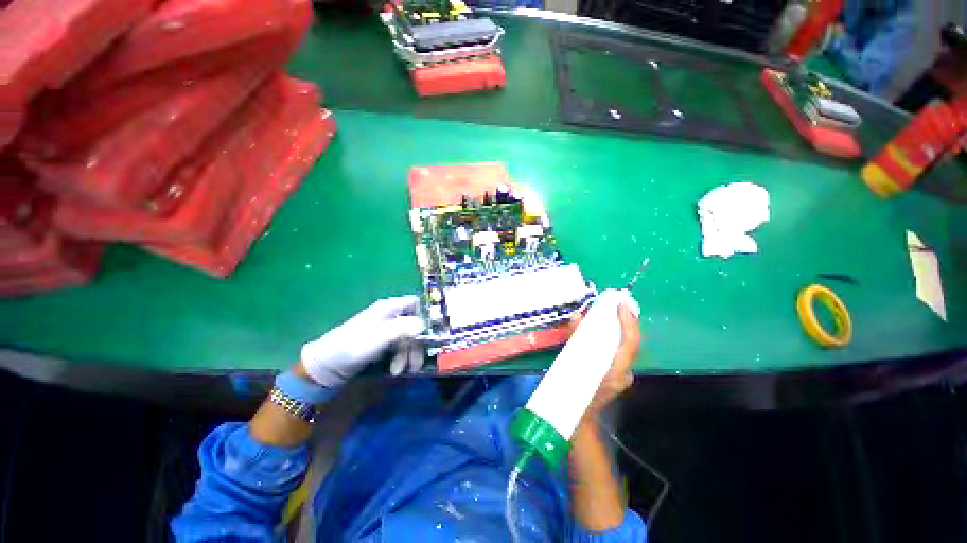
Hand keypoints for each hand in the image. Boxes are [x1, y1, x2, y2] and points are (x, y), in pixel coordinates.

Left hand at [299, 296, 425, 387]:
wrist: (327, 366)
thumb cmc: (353, 346)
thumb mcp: (380, 337)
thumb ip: (403, 328)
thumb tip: (424, 324)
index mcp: (389, 307)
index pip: (415, 303)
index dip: (424, 315)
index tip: (428, 333)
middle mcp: (391, 315)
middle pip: (414, 324)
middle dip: (416, 344)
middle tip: (414, 363)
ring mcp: (387, 329)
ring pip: (409, 338)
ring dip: (409, 355)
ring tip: (400, 371)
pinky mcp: (383, 343)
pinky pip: (400, 347)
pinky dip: (401, 358)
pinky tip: (395, 370)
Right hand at [575, 294, 641, 422]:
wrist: (576, 419)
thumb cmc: (570, 393)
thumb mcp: (569, 364)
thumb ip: (574, 340)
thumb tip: (577, 317)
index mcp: (614, 371)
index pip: (629, 343)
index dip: (628, 322)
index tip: (621, 304)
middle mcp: (623, 372)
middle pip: (631, 342)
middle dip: (627, 321)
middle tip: (619, 303)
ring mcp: (621, 375)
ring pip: (626, 347)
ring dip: (623, 328)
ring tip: (615, 311)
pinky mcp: (616, 375)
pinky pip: (619, 352)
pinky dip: (615, 338)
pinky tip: (608, 330)